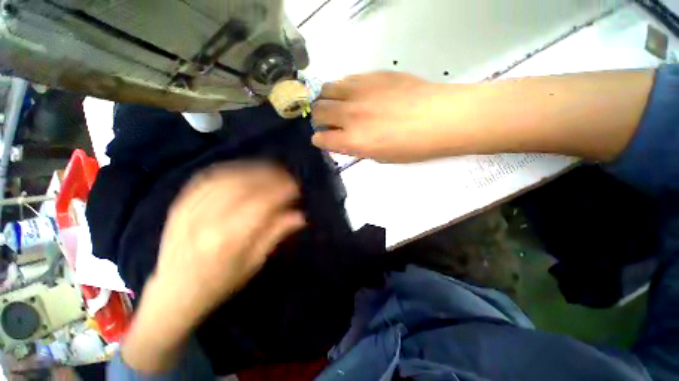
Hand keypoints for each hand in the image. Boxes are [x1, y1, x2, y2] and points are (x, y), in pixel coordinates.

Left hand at [155, 163, 304, 317]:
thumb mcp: (254, 264)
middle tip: (286, 176)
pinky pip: (207, 178)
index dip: (281, 191)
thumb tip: (300, 216)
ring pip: (227, 177)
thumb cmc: (219, 283)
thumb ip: (276, 234)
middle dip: (270, 176)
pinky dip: (230, 170)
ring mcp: (189, 209)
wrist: (174, 293)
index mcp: (228, 239)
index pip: (261, 204)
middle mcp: (207, 220)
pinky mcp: (180, 204)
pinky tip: (244, 171)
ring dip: (253, 170)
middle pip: (244, 185)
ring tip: (270, 171)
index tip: (296, 188)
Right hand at [311, 71, 458, 162]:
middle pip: (317, 110)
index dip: (320, 140)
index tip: (325, 139)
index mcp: (353, 140)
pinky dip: (343, 89)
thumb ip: (357, 149)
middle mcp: (350, 114)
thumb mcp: (381, 157)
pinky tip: (355, 94)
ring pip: (326, 89)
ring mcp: (360, 92)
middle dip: (319, 118)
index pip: (320, 138)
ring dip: (328, 100)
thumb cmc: (413, 147)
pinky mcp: (372, 76)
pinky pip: (346, 79)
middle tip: (330, 122)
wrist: (442, 118)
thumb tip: (343, 142)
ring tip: (339, 105)